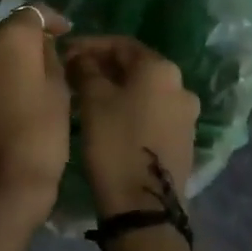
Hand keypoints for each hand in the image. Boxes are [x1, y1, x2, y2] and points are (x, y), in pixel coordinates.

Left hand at [0, 3, 71, 230]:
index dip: (51, 19)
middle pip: (5, 33)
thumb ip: (49, 58)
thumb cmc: (39, 136)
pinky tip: (8, 101)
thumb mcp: (59, 92)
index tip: (66, 33)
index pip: (30, 12)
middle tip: (50, 60)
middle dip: (27, 42)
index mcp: (6, 39)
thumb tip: (39, 46)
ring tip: (29, 82)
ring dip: (7, 61)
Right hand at [65, 36, 199, 218]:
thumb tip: (82, 58)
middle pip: (135, 66)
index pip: (121, 43)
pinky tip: (107, 118)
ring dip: (115, 87)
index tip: (65, 52)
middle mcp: (181, 86)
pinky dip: (129, 107)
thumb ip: (86, 69)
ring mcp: (186, 115)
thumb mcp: (92, 100)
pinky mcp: (183, 139)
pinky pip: (152, 111)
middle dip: (102, 65)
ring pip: (144, 90)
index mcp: (161, 69)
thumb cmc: (115, 143)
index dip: (90, 44)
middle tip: (72, 73)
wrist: (144, 207)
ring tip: (86, 96)